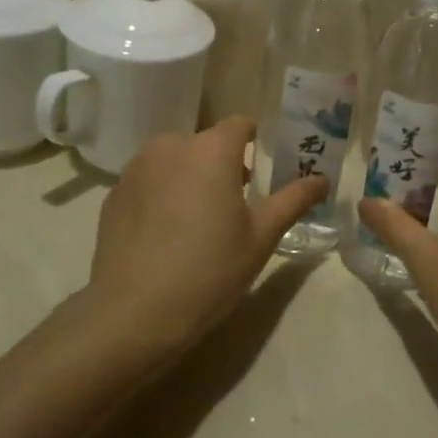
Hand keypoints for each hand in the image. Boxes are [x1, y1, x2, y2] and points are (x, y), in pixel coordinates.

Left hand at [83, 117, 328, 361]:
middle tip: (234, 205)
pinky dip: (161, 194)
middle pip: (206, 143)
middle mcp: (172, 146)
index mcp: (212, 150)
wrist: (134, 313)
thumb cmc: (210, 270)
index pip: (240, 125)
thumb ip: (293, 200)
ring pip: (175, 160)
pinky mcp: (114, 193)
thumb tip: (322, 179)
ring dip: (190, 176)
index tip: (262, 173)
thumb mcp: (261, 236)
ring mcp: (137, 168)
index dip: (255, 143)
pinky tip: (165, 233)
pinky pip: (149, 180)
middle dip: (222, 164)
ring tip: (197, 220)